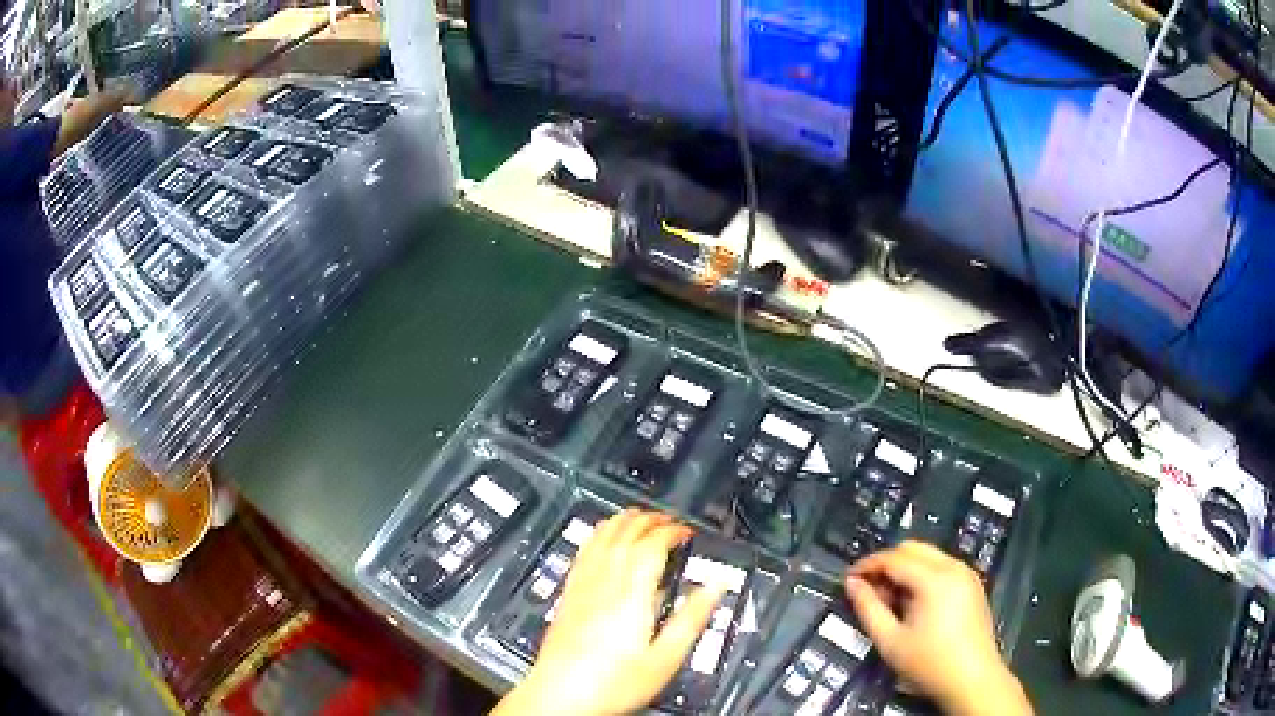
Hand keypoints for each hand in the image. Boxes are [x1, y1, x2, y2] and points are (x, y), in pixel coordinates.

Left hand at [492, 509, 725, 715]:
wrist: (560, 695)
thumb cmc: (615, 683)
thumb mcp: (665, 659)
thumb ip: (691, 619)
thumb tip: (716, 586)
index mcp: (631, 595)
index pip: (651, 546)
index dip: (671, 532)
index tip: (687, 532)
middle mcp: (604, 583)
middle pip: (625, 535)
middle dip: (649, 521)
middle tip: (670, 521)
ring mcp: (581, 586)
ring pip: (601, 538)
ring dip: (622, 522)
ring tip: (640, 517)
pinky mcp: (567, 595)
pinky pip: (582, 552)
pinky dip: (597, 535)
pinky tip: (601, 537)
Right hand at [845, 541, 1031, 715]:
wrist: (972, 679)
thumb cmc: (929, 662)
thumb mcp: (890, 641)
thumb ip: (868, 608)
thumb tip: (852, 584)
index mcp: (934, 579)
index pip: (894, 557)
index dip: (868, 565)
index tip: (848, 579)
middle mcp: (953, 567)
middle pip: (912, 548)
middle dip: (887, 563)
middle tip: (869, 590)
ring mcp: (966, 574)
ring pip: (928, 555)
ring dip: (904, 569)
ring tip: (889, 601)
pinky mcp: (973, 584)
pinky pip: (942, 566)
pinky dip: (922, 575)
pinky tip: (913, 604)